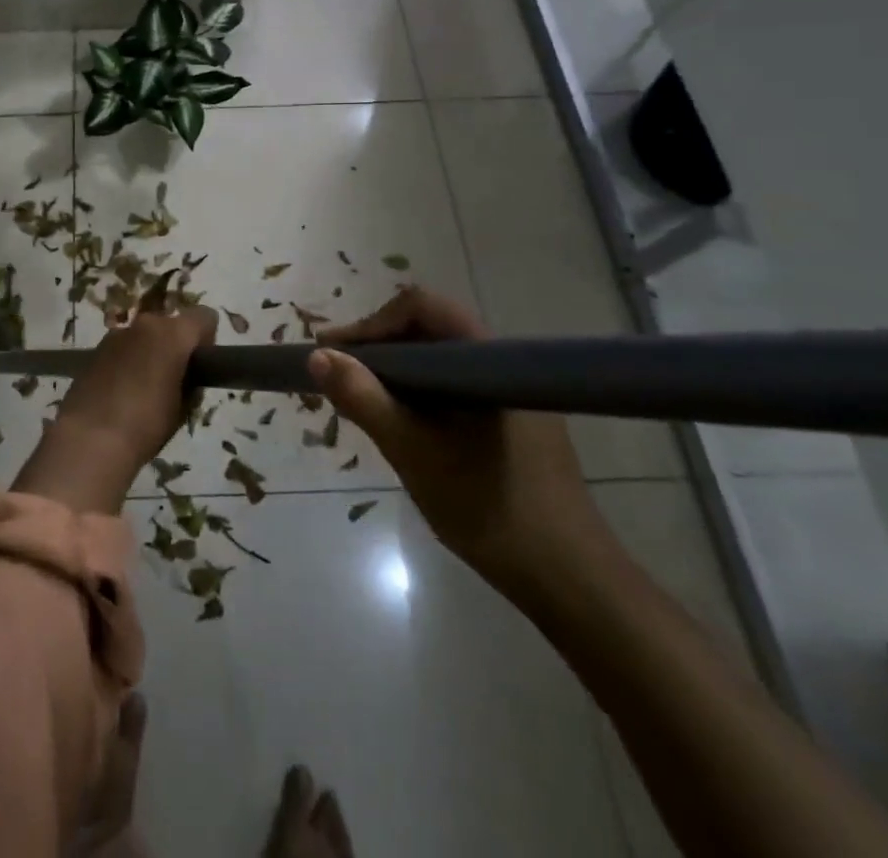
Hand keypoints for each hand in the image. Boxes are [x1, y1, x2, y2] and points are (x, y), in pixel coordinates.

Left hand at [14, 303, 216, 513]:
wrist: (90, 438)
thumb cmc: (146, 424)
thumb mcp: (182, 407)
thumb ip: (189, 381)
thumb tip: (184, 375)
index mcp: (172, 334)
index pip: (204, 317)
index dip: (206, 339)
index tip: (201, 365)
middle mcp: (144, 325)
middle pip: (170, 325)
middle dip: (175, 346)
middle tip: (173, 380)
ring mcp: (116, 335)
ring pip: (144, 336)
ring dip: (149, 352)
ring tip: (143, 389)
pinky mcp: (95, 349)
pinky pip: (122, 348)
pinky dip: (127, 361)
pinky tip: (120, 392)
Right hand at [307, 287, 610, 600]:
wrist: (570, 579)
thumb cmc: (488, 507)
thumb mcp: (412, 452)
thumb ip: (363, 398)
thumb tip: (317, 356)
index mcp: (486, 358)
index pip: (420, 307)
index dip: (372, 323)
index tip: (334, 354)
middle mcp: (500, 362)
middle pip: (427, 328)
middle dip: (377, 346)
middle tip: (337, 375)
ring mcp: (508, 391)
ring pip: (438, 358)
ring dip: (395, 370)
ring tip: (359, 398)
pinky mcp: (510, 418)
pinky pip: (453, 383)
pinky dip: (418, 391)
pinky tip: (399, 421)